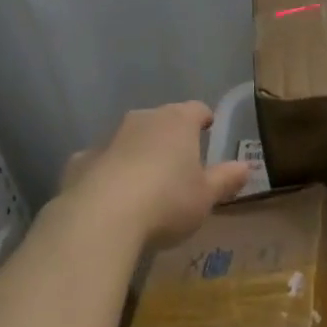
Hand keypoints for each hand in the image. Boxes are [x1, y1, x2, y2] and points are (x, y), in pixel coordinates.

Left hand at [61, 101, 247, 247]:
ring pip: (129, 139)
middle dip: (169, 137)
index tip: (207, 128)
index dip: (203, 118)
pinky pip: (100, 161)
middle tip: (178, 162)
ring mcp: (109, 138)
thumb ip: (225, 179)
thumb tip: (245, 166)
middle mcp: (143, 119)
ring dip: (137, 153)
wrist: (101, 217)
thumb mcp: (205, 196)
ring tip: (144, 183)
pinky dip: (107, 172)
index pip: (196, 109)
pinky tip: (108, 196)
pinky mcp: (81, 161)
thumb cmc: (166, 201)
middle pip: (161, 121)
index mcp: (178, 122)